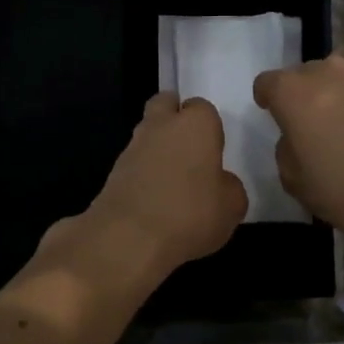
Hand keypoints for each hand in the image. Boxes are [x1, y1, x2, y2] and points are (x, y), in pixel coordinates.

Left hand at [74, 92, 246, 272]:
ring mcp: (132, 147)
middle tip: (190, 150)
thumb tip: (220, 183)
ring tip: (173, 183)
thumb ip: (229, 187)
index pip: (202, 107)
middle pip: (165, 105)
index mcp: (195, 124)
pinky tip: (155, 201)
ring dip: (158, 149)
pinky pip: (134, 164)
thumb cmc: (190, 214)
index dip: (209, 126)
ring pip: (147, 134)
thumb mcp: (232, 207)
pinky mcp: (112, 172)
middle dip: (175, 119)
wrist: (129, 238)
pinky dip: (144, 175)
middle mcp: (160, 126)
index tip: (214, 149)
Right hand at [253, 54, 343, 249]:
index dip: (269, 97)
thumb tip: (298, 134)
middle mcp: (334, 72)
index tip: (275, 112)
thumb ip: (287, 146)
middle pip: (311, 72)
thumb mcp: (293, 180)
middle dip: (310, 93)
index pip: (269, 81)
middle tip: (321, 124)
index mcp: (297, 95)